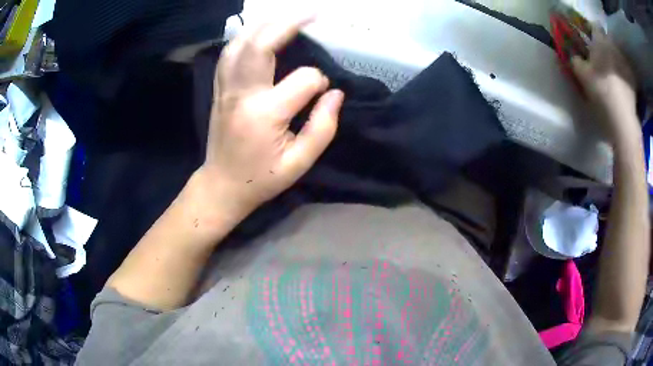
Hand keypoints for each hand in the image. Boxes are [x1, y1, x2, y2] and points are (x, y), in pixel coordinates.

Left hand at [198, 15, 343, 219]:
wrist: (221, 185)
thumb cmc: (261, 178)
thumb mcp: (300, 163)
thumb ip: (322, 127)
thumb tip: (335, 93)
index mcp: (266, 114)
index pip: (304, 80)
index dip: (319, 81)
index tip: (323, 92)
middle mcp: (242, 94)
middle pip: (263, 44)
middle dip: (290, 23)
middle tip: (313, 12)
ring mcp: (226, 88)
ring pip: (241, 43)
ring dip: (266, 24)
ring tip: (288, 17)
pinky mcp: (219, 88)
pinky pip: (230, 52)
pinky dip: (246, 36)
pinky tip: (260, 31)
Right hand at [571, 27, 638, 141]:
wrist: (622, 120)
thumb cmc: (600, 92)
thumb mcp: (581, 75)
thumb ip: (575, 60)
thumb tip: (575, 56)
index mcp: (600, 41)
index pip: (594, 27)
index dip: (590, 32)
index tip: (588, 41)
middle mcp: (613, 48)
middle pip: (607, 41)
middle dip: (603, 46)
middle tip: (600, 59)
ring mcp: (625, 64)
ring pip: (617, 56)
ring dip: (614, 60)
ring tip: (611, 74)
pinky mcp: (633, 80)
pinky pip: (625, 71)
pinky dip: (623, 74)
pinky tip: (620, 85)